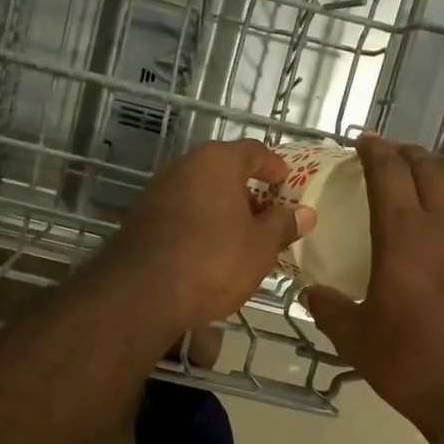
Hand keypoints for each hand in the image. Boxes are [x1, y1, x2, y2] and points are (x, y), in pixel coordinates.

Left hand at [105, 139, 314, 332]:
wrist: (143, 292)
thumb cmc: (213, 260)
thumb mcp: (260, 246)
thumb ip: (282, 225)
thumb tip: (304, 213)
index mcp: (216, 161)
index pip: (253, 151)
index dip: (273, 166)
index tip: (285, 183)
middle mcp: (183, 167)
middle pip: (222, 171)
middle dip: (246, 192)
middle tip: (266, 216)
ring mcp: (156, 192)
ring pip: (199, 194)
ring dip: (220, 210)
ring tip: (240, 238)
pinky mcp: (139, 220)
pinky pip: (179, 215)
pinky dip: (198, 226)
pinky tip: (208, 252)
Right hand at [305, 108, 443, 443]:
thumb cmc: (412, 366)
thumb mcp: (356, 340)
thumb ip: (330, 309)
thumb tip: (310, 294)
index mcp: (402, 237)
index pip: (386, 176)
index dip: (373, 153)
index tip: (363, 140)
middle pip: (427, 170)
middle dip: (408, 151)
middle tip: (394, 146)